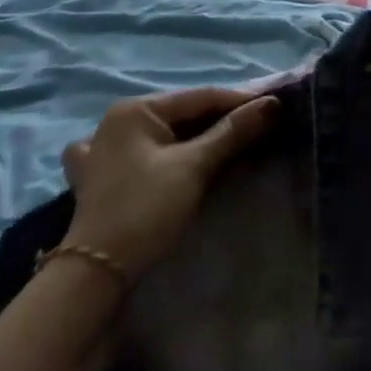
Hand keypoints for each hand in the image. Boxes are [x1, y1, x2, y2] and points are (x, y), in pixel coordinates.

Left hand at [59, 89, 277, 278]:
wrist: (96, 273)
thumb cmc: (146, 208)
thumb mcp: (194, 166)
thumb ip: (232, 132)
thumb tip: (271, 104)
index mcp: (136, 109)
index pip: (200, 96)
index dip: (240, 101)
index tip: (274, 106)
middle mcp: (117, 120)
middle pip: (182, 112)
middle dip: (219, 119)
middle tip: (258, 125)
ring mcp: (103, 148)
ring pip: (164, 131)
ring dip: (195, 135)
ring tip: (228, 140)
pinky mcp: (100, 175)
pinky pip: (140, 150)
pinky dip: (161, 149)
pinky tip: (164, 154)